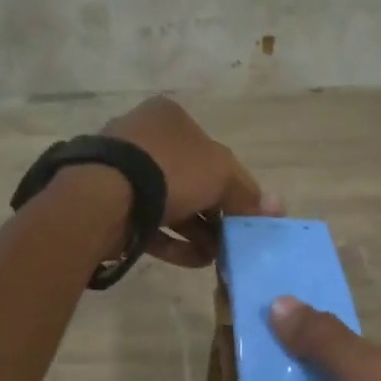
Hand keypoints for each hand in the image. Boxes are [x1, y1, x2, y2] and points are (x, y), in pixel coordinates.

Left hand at [103, 96, 279, 266]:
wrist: (104, 196)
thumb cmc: (170, 170)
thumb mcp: (221, 176)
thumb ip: (248, 193)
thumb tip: (276, 208)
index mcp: (171, 118)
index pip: (212, 152)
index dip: (234, 185)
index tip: (244, 214)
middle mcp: (144, 137)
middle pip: (191, 180)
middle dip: (214, 213)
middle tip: (232, 240)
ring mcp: (122, 172)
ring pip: (170, 204)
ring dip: (197, 231)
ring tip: (216, 257)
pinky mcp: (108, 204)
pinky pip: (149, 223)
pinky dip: (173, 241)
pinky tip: (195, 261)